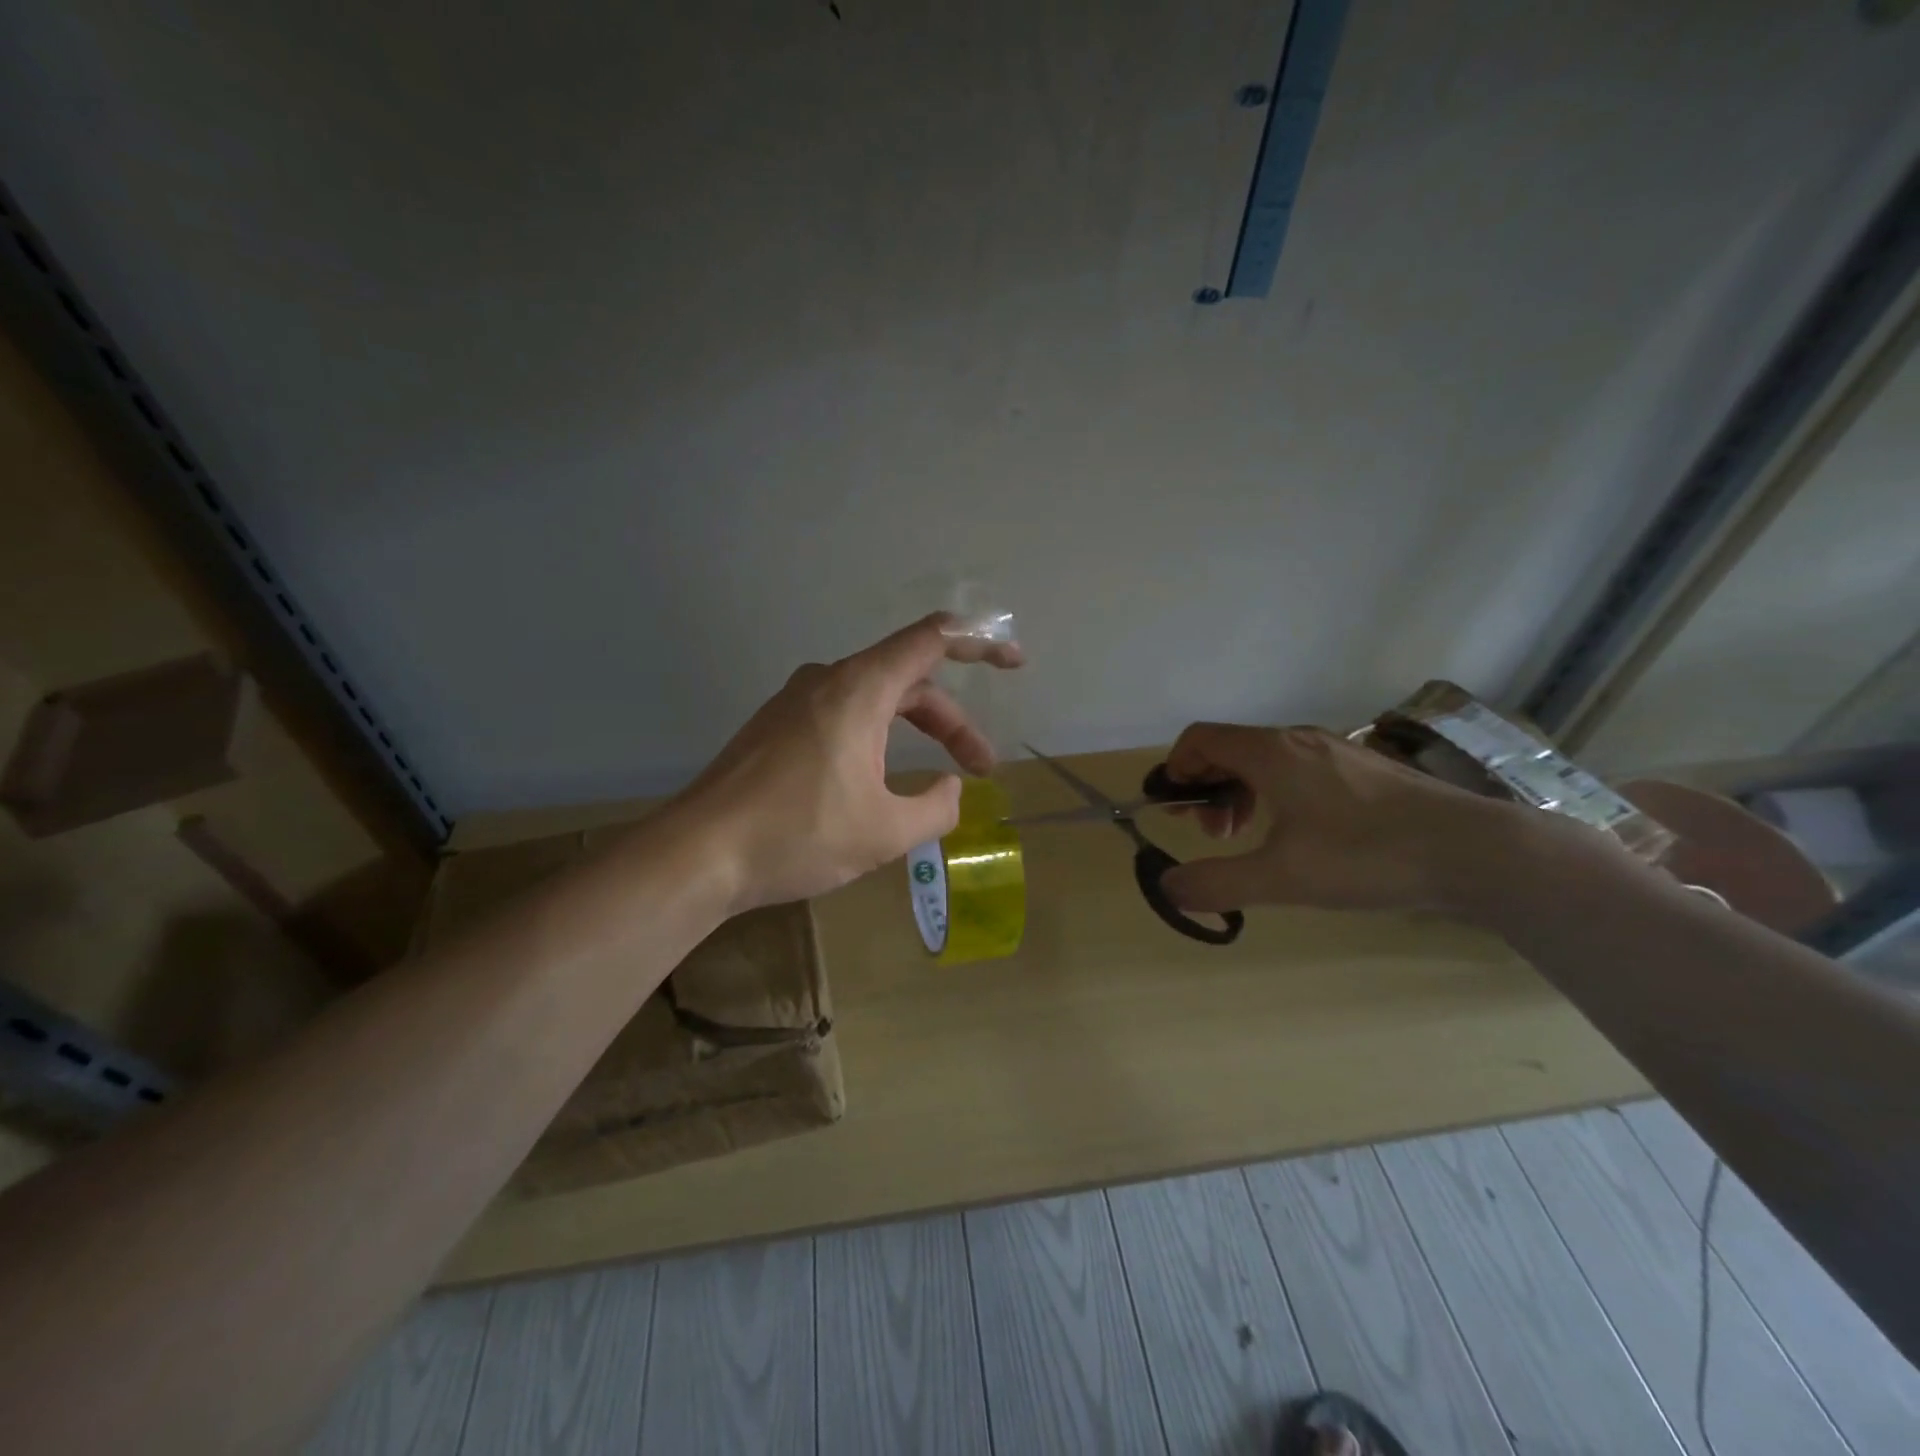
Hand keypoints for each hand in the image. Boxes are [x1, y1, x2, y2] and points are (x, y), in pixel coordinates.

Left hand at [674, 613, 1022, 911]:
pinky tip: (877, 782)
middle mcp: (826, 682)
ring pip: (874, 701)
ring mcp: (794, 703)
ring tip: (933, 783)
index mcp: (858, 689)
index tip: (1014, 663)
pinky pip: (842, 717)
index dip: (981, 642)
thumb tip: (950, 789)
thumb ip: (936, 807)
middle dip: (951, 722)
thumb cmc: (797, 835)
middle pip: (907, 681)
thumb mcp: (885, 831)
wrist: (697, 854)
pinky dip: (876, 739)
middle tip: (980, 769)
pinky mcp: (775, 728)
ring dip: (913, 733)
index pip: (932, 640)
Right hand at [1157, 723, 1531, 916]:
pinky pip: (1296, 769)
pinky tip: (1294, 834)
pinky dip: (1273, 794)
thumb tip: (1167, 887)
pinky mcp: (1362, 769)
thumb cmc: (1367, 856)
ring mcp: (1334, 751)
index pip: (1200, 738)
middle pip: (1229, 748)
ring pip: (1264, 760)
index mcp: (1270, 753)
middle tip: (1208, 833)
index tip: (1173, 810)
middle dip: (1205, 787)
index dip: (1175, 768)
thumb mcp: (1282, 878)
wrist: (1474, 851)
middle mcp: (1297, 740)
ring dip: (1239, 794)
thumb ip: (1216, 883)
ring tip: (1247, 837)